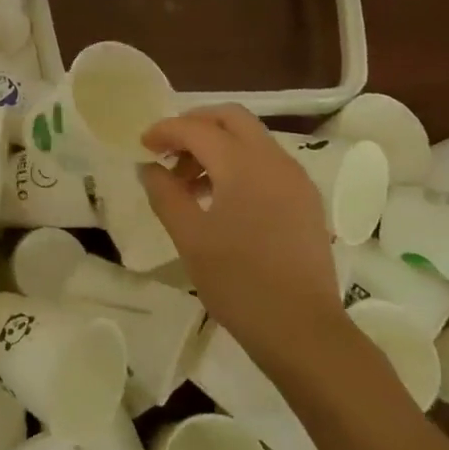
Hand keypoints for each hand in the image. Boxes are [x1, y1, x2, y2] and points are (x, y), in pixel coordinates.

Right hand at [140, 105, 343, 358]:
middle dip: (196, 125)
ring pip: (251, 139)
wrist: (303, 331)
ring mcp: (295, 179)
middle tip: (169, 150)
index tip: (142, 145)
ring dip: (218, 145)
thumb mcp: (189, 237)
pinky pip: (267, 163)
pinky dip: (239, 164)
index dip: (165, 130)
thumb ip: (165, 194)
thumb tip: (149, 167)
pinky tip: (222, 199)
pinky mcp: (306, 201)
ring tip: (190, 182)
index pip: (197, 128)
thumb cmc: (239, 282)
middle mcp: (274, 160)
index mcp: (243, 164)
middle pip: (231, 118)